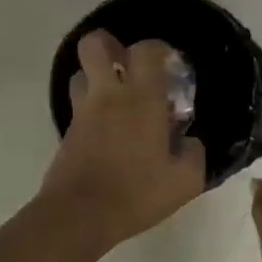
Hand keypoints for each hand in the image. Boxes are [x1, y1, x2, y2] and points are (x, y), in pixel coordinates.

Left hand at [38, 31, 206, 252]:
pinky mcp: (67, 130)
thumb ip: (194, 154)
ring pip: (80, 72)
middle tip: (128, 65)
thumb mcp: (184, 181)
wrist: (79, 216)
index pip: (145, 50)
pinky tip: (107, 128)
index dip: (158, 48)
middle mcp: (108, 95)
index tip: (170, 63)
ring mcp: (83, 111)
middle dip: (110, 45)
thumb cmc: (136, 194)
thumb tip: (190, 142)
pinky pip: (77, 103)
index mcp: (142, 100)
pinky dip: (91, 105)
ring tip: (116, 96)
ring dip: (96, 76)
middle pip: (95, 45)